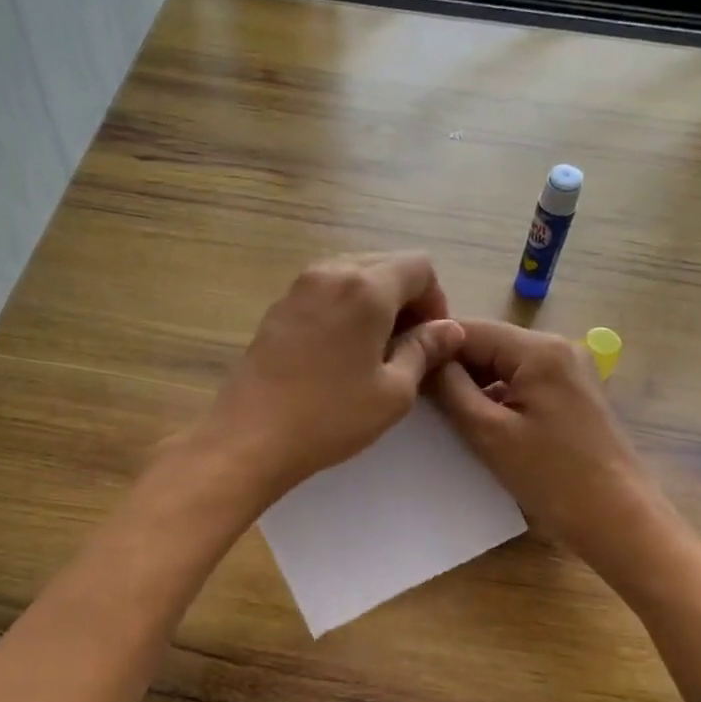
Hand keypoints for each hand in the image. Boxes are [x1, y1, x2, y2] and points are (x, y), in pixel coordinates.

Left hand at [200, 253, 464, 499]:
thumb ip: (424, 350)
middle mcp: (331, 272)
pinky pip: (326, 292)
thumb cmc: (330, 417)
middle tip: (408, 347)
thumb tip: (449, 329)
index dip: (436, 300)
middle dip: (407, 299)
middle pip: (385, 265)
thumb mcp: (393, 391)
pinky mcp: (278, 308)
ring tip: (376, 350)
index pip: (419, 266)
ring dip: (375, 303)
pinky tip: (342, 352)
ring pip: (353, 276)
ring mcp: (298, 287)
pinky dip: (345, 309)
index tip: (432, 341)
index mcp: (366, 287)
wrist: (251, 436)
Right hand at [430, 320, 675, 584]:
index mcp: (539, 349)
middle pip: (488, 345)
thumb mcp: (490, 433)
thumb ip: (451, 389)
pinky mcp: (571, 397)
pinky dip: (495, 398)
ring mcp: (568, 372)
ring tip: (437, 412)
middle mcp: (557, 348)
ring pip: (503, 366)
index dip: (432, 346)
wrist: (619, 520)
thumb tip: (425, 358)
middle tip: (413, 394)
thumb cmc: (552, 477)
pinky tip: (474, 423)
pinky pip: (521, 385)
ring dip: (471, 385)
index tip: (400, 368)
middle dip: (451, 367)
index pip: (470, 329)